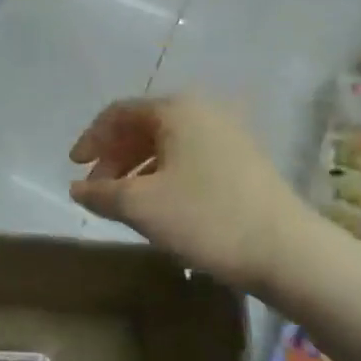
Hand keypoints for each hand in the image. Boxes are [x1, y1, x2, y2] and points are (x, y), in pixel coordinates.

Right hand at [68, 94, 303, 290]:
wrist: (287, 250)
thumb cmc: (205, 217)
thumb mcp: (140, 206)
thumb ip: (101, 193)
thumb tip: (77, 188)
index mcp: (177, 110)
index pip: (119, 113)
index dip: (91, 139)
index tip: (74, 167)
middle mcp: (204, 111)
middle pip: (143, 126)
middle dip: (114, 156)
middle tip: (96, 188)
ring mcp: (228, 135)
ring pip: (167, 144)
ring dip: (137, 168)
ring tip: (123, 201)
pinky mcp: (244, 160)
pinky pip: (189, 157)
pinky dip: (163, 175)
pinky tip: (158, 204)